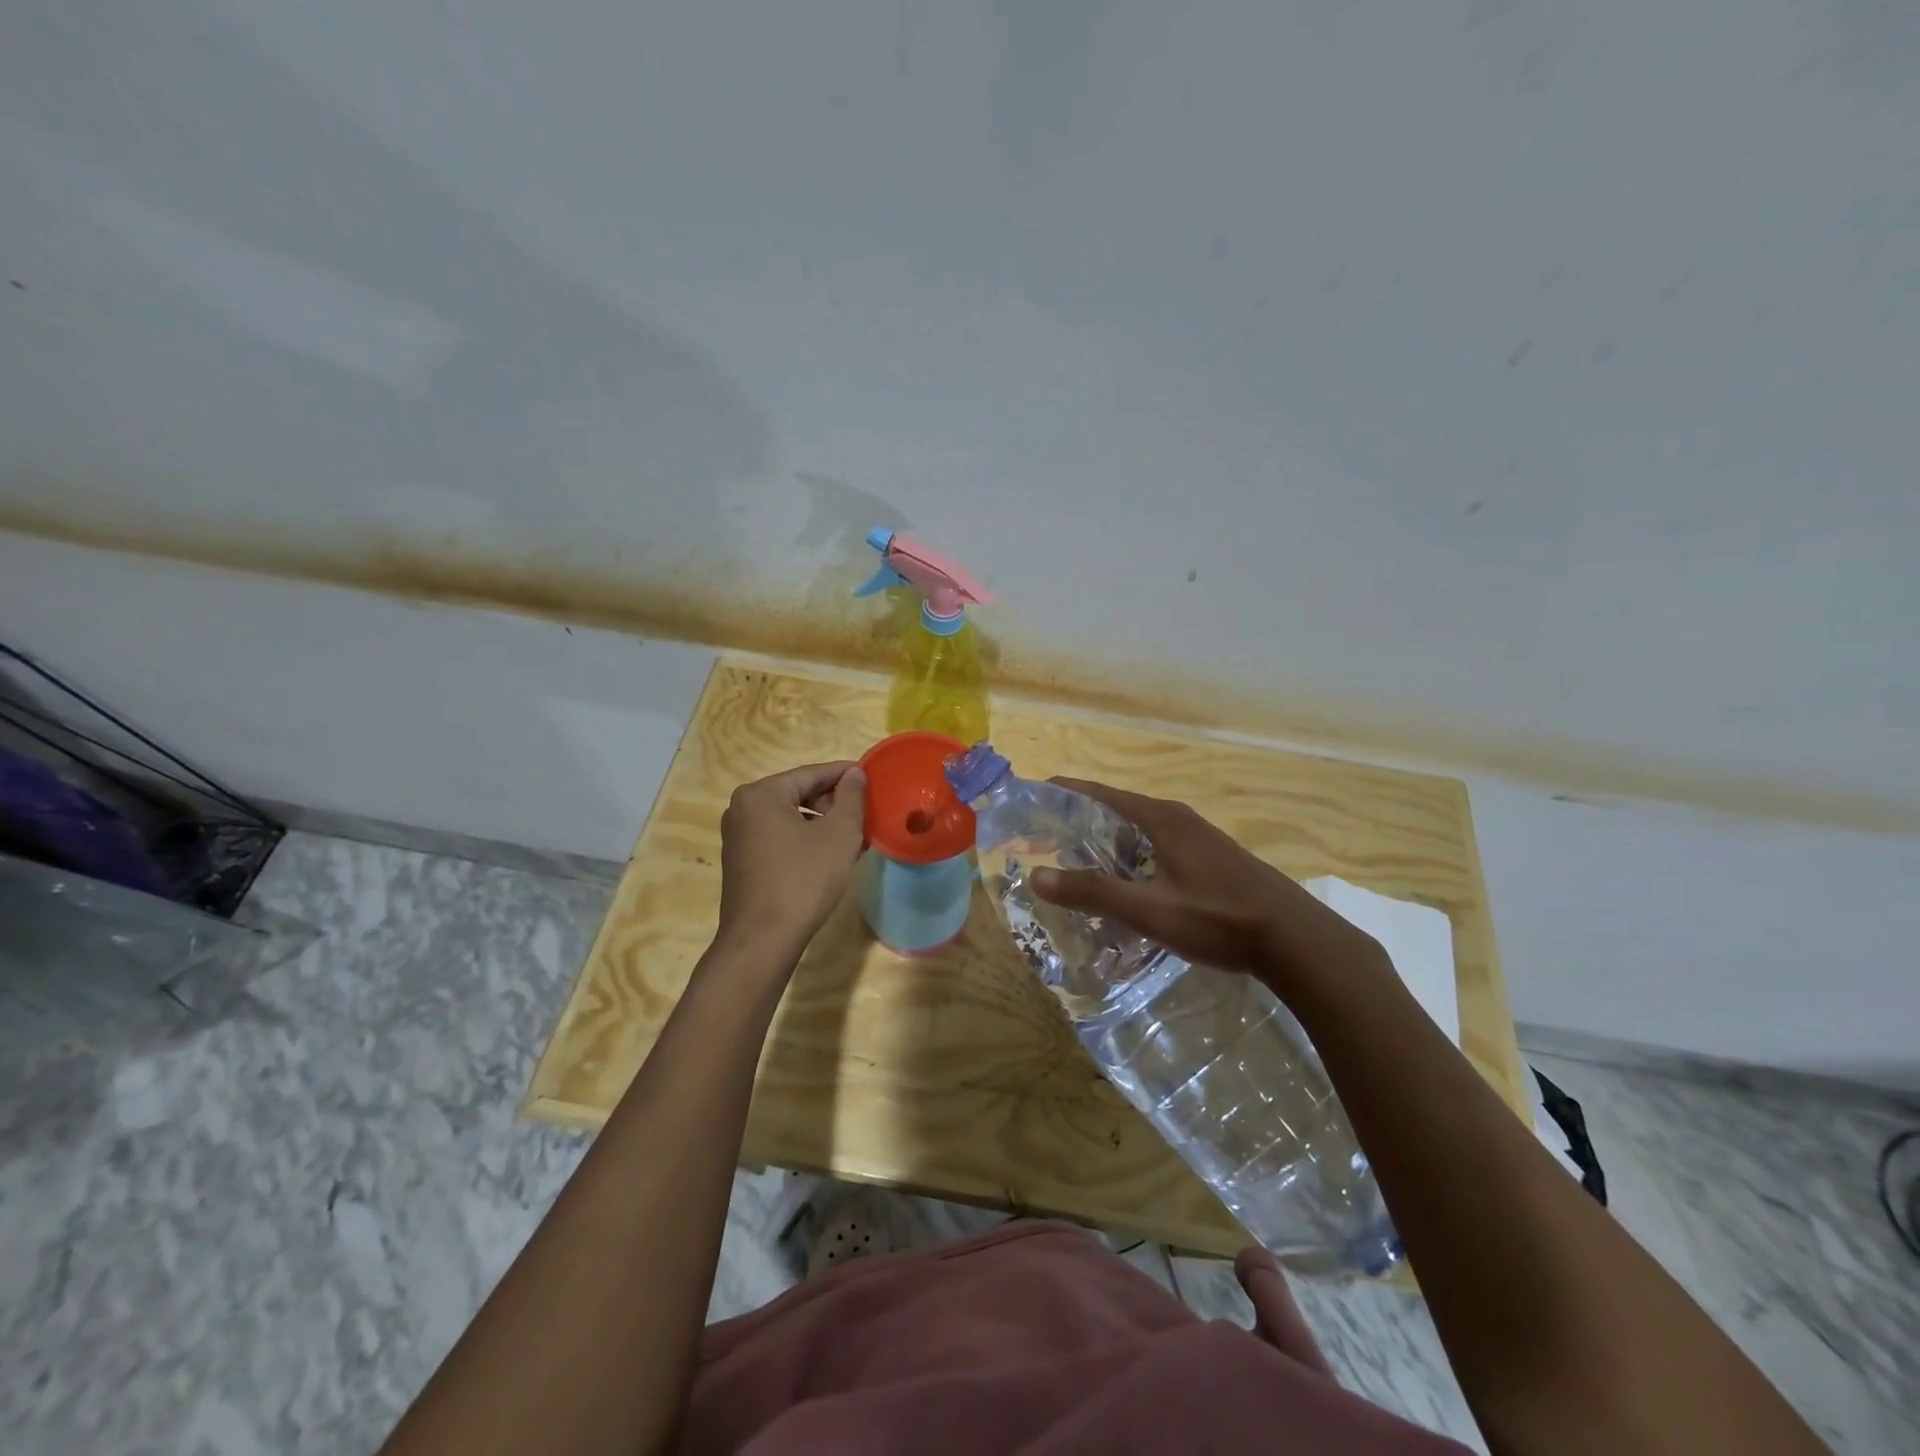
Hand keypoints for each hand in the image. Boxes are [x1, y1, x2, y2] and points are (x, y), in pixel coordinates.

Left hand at [716, 761, 866, 958]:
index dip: (846, 775)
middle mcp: (742, 808)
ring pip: (790, 817)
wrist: (762, 940)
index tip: (873, 779)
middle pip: (799, 794)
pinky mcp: (741, 861)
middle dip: (834, 804)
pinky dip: (805, 841)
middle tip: (865, 817)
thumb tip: (855, 773)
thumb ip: (851, 798)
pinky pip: (779, 838)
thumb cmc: (803, 880)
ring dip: (823, 825)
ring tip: (854, 841)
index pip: (812, 773)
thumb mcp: (839, 835)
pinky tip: (829, 858)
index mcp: (761, 794)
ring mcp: (738, 836)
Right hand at [1031, 778, 1386, 990]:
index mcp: (1159, 818)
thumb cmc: (1219, 919)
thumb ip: (1093, 892)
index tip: (1028, 799)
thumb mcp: (1150, 910)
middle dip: (1077, 824)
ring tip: (1075, 868)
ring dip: (1105, 846)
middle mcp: (1176, 819)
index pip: (1098, 793)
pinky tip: (1126, 889)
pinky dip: (1131, 860)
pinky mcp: (1211, 860)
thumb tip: (1036, 875)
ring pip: (1137, 833)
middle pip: (1115, 811)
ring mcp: (1198, 838)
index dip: (1062, 793)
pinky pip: (1157, 849)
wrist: (1298, 941)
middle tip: (1042, 843)